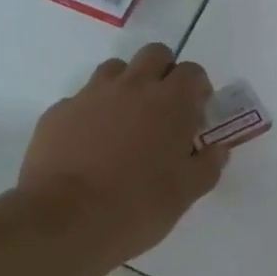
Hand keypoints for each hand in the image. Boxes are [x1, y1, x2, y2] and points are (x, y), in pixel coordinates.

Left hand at [18, 42, 228, 275]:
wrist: (64, 221)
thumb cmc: (137, 207)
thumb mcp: (185, 194)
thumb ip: (207, 165)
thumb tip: (217, 149)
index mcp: (170, 102)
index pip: (192, 72)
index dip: (197, 90)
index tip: (195, 115)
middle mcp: (132, 86)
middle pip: (154, 54)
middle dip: (164, 73)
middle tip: (163, 109)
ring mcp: (91, 94)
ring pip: (115, 69)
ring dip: (126, 85)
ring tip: (125, 123)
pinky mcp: (59, 111)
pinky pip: (82, 99)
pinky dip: (92, 112)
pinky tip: (89, 144)